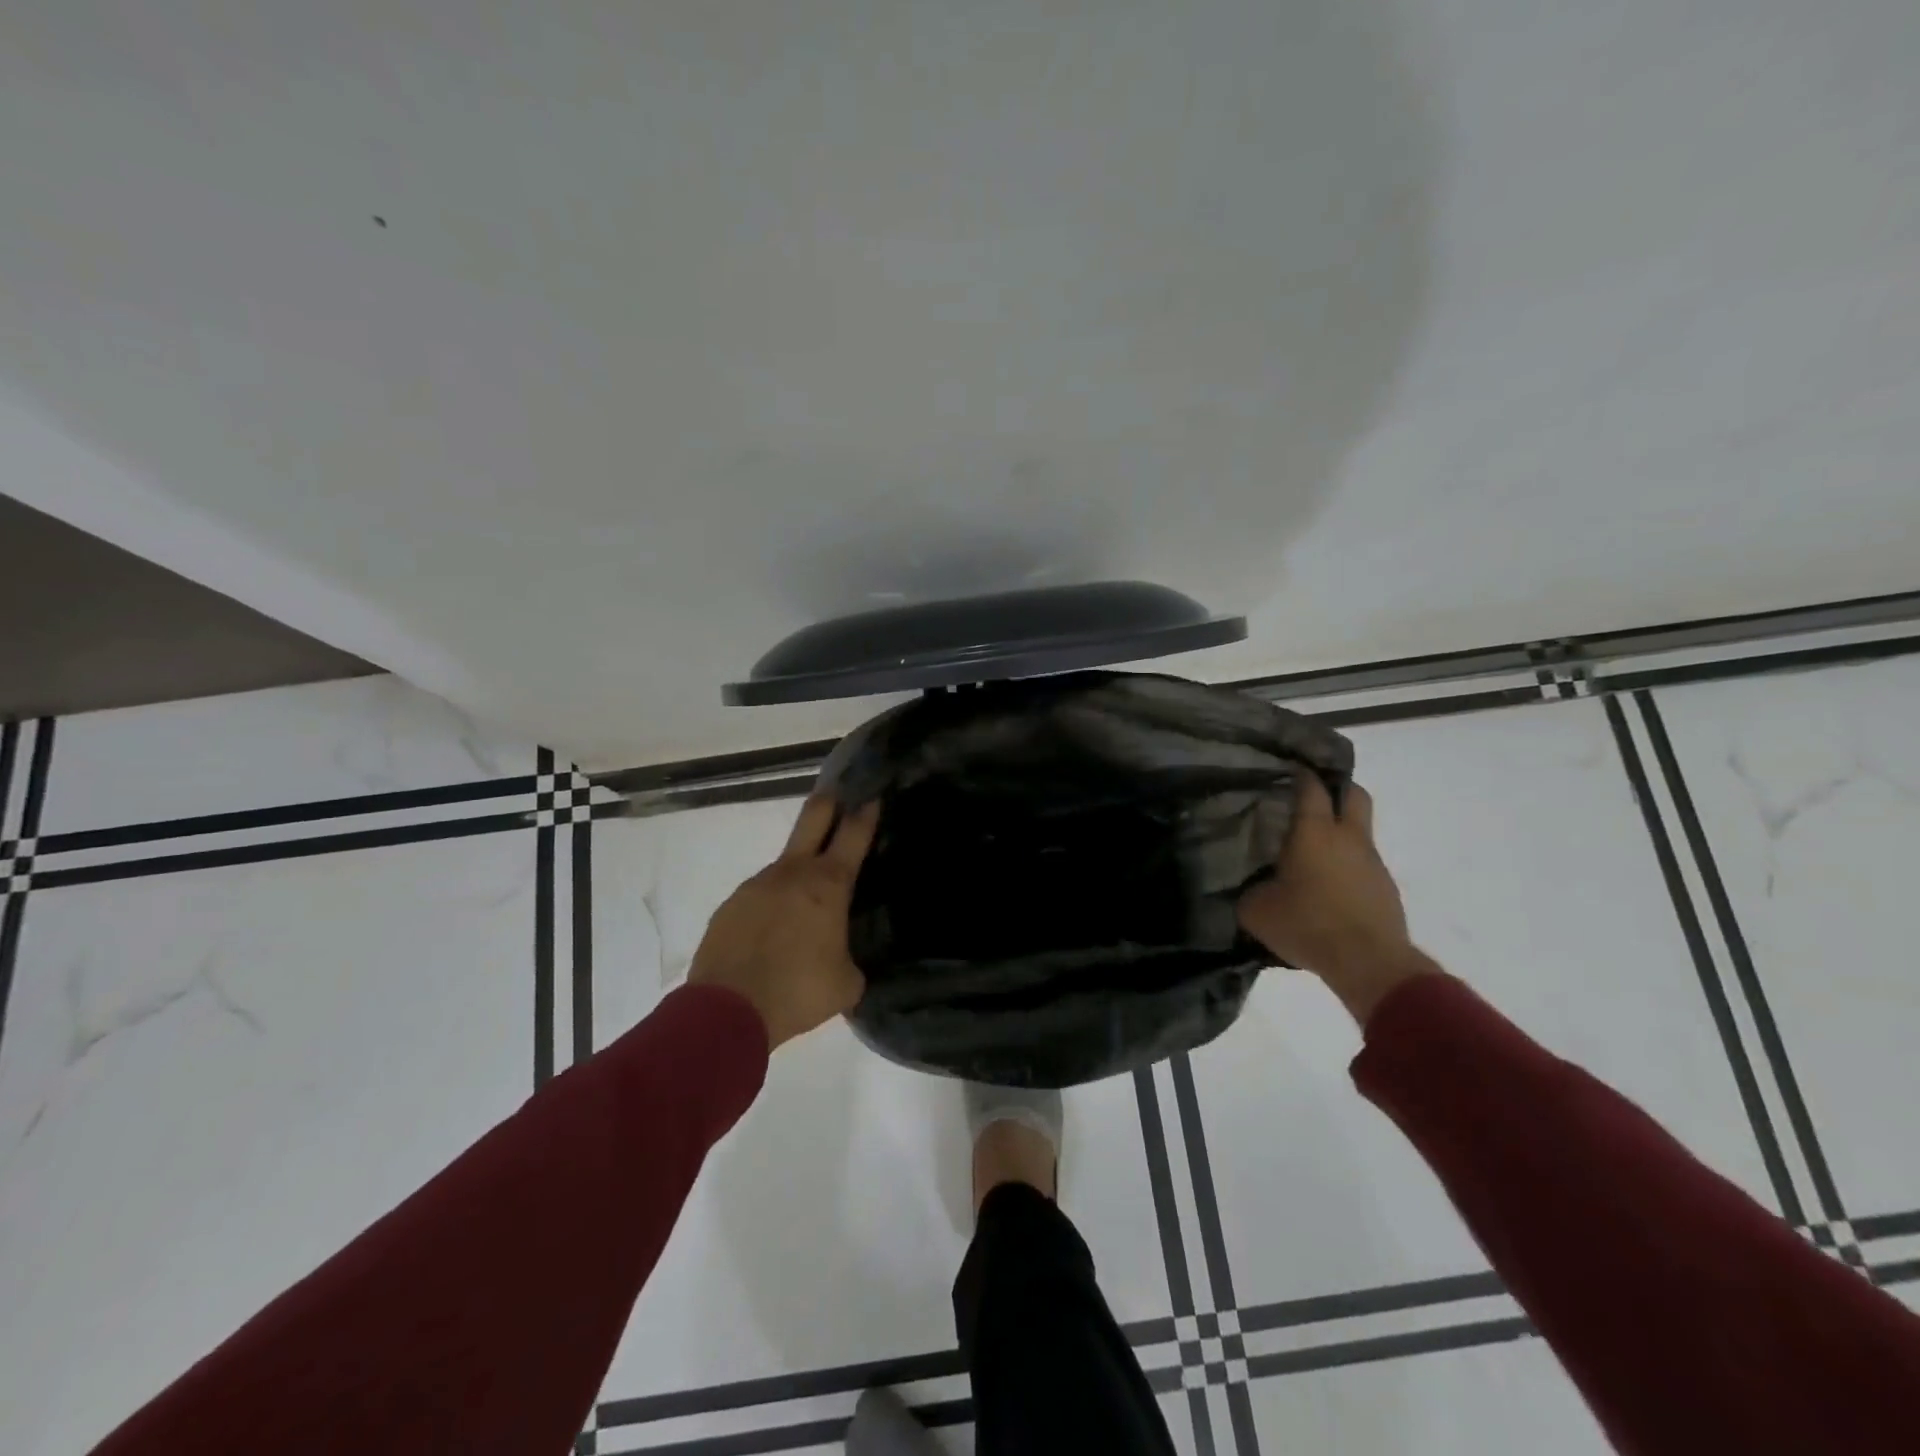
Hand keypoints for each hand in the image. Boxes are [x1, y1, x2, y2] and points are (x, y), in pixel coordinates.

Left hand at [688, 795, 879, 1049]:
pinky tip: (772, 936)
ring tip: (804, 909)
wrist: (728, 1009)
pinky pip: (760, 897)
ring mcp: (757, 884)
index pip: (854, 834)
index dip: (866, 812)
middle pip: (814, 817)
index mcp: (828, 885)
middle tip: (839, 794)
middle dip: (830, 801)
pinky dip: (771, 907)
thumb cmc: (799, 990)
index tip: (872, 796)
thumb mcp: (846, 983)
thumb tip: (842, 958)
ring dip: (798, 874)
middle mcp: (793, 873)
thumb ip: (850, 960)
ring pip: (785, 864)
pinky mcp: (731, 904)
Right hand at [1237, 775, 1434, 1023]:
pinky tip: (1327, 885)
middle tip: (1309, 797)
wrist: (1370, 964)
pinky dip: (1347, 864)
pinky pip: (1363, 863)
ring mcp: (1372, 862)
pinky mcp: (1385, 889)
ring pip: (1359, 831)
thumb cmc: (1308, 925)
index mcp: (1315, 832)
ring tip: (1311, 849)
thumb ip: (1249, 890)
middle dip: (1336, 788)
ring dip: (1340, 832)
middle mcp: (1348, 838)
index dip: (1300, 773)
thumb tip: (1250, 885)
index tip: (1285, 769)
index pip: (1311, 787)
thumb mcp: (1257, 910)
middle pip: (1353, 794)